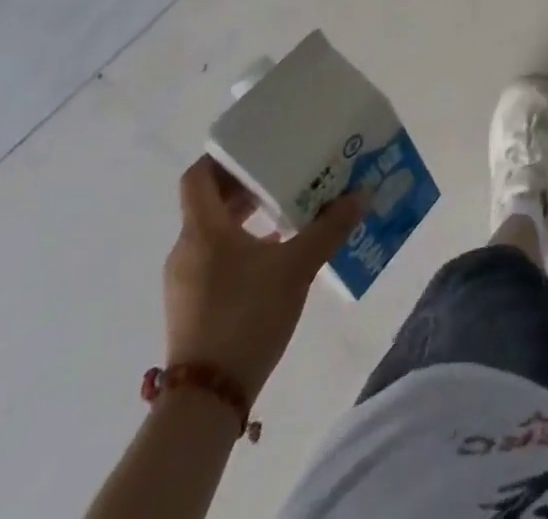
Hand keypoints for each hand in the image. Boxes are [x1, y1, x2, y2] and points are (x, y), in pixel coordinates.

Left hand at [162, 157, 363, 398]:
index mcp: (202, 230)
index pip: (199, 176)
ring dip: (247, 216)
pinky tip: (276, 252)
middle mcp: (187, 249)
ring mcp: (186, 280)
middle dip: (247, 184)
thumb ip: (329, 228)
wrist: (207, 401)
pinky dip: (242, 244)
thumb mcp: (297, 267)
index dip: (224, 157)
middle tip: (286, 172)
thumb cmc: (246, 316)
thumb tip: (362, 194)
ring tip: (288, 209)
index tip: (257, 147)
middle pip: (210, 201)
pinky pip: (215, 257)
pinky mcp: (192, 305)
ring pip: (214, 230)